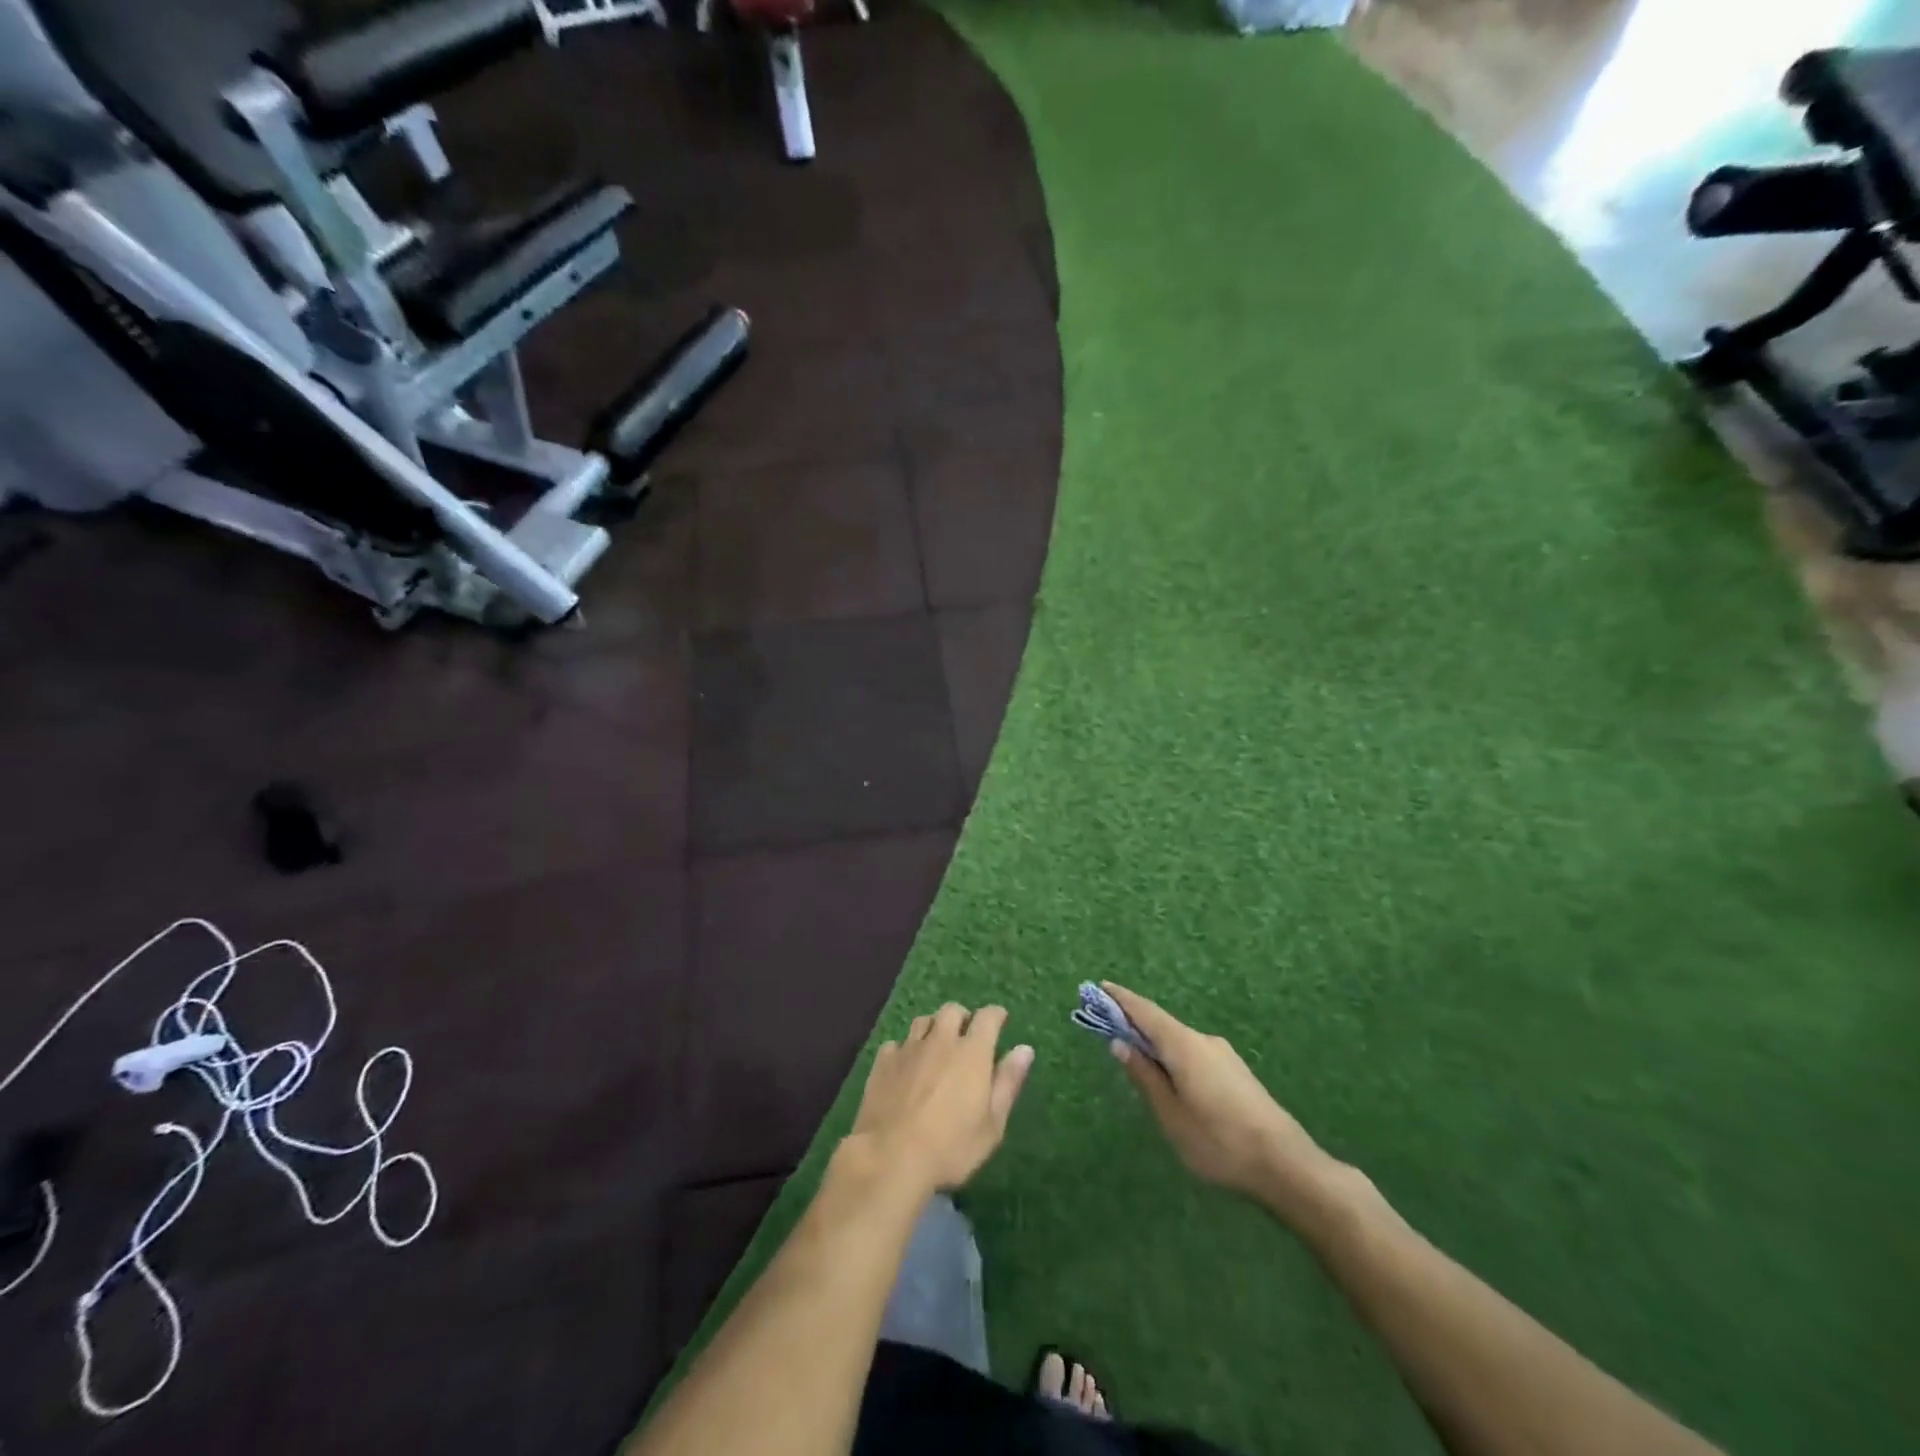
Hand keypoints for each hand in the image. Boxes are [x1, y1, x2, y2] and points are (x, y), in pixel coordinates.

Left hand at [849, 1003, 1034, 1196]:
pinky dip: (904, 1050)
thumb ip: (1008, 1083)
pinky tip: (905, 1066)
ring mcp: (909, 1049)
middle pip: (952, 1011)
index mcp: (972, 1053)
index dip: (995, 1015)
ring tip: (936, 1046)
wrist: (890, 1157)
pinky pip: (896, 1044)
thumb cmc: (951, 1147)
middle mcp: (941, 1041)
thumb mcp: (992, 1124)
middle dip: (962, 1017)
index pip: (988, 1017)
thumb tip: (1025, 1049)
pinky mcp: (883, 1062)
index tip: (1000, 1020)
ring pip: (923, 1021)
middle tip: (966, 1036)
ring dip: (933, 1028)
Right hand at [1104, 983, 1338, 1209]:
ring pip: (1179, 1042)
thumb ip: (1144, 1077)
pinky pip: (1194, 1054)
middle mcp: (1203, 1040)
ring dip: (1155, 1044)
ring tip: (1136, 1063)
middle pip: (1161, 1024)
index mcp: (1183, 1045)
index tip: (1099, 987)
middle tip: (1108, 1030)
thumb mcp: (1170, 1115)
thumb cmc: (1219, 1142)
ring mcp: (1223, 1055)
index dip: (1120, 999)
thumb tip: (1120, 1043)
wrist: (1286, 1165)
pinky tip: (1171, 1082)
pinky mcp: (1236, 1072)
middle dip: (1134, 1024)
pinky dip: (1173, 1057)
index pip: (1144, 1011)